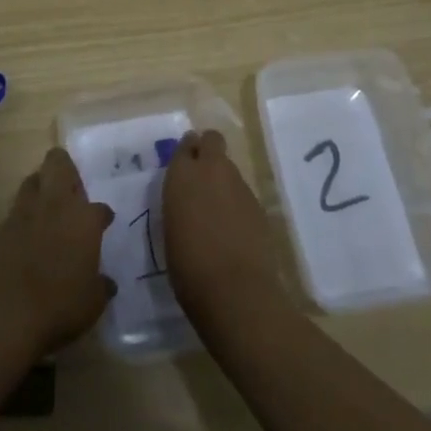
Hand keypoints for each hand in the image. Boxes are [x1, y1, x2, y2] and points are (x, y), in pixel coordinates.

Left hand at [0, 147, 114, 359]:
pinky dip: (22, 220)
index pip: (100, 208)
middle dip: (65, 168)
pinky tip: (25, 240)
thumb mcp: (92, 303)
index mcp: (83, 220)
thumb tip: (106, 283)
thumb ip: (101, 287)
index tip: (104, 223)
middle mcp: (54, 206)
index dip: (103, 216)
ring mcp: (22, 214)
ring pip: (32, 181)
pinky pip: (14, 213)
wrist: (2, 316)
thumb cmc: (58, 307)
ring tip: (47, 207)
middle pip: (58, 163)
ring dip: (40, 188)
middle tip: (71, 188)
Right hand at [162, 129, 280, 325]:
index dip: (187, 153)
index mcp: (182, 175)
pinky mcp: (259, 205)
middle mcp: (211, 171)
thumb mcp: (172, 229)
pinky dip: (238, 202)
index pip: (185, 145)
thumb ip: (181, 204)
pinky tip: (234, 228)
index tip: (184, 166)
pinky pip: (243, 193)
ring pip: (230, 167)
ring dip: (223, 179)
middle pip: (213, 140)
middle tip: (202, 175)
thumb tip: (189, 201)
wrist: (235, 291)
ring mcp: (239, 186)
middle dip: (208, 150)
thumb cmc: (188, 266)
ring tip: (217, 209)